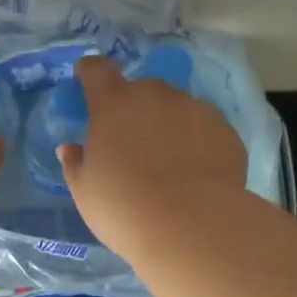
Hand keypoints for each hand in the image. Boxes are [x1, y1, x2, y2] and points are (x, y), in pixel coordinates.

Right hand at [58, 54, 246, 254]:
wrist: (192, 226)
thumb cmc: (124, 207)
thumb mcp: (86, 191)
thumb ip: (76, 163)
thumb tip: (71, 149)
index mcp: (113, 104)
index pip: (97, 71)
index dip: (90, 73)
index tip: (86, 79)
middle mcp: (156, 96)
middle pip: (141, 89)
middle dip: (133, 107)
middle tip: (130, 140)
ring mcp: (195, 109)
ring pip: (176, 107)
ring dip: (167, 124)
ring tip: (167, 161)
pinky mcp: (225, 130)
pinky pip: (203, 129)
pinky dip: (195, 142)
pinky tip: (194, 173)